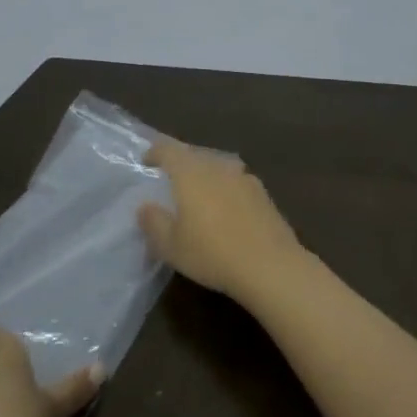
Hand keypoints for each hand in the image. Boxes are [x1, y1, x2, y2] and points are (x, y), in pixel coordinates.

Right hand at [137, 140, 310, 305]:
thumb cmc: (212, 253)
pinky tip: (226, 207)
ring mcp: (245, 178)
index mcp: (191, 173)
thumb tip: (146, 206)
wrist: (270, 265)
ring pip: (218, 167)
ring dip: (206, 175)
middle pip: (195, 155)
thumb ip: (153, 222)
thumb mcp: (171, 246)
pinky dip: (226, 189)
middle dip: (181, 163)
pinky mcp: (264, 194)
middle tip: (170, 178)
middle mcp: (218, 167)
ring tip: (198, 192)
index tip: (147, 161)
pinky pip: (236, 182)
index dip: (156, 152)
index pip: (169, 150)